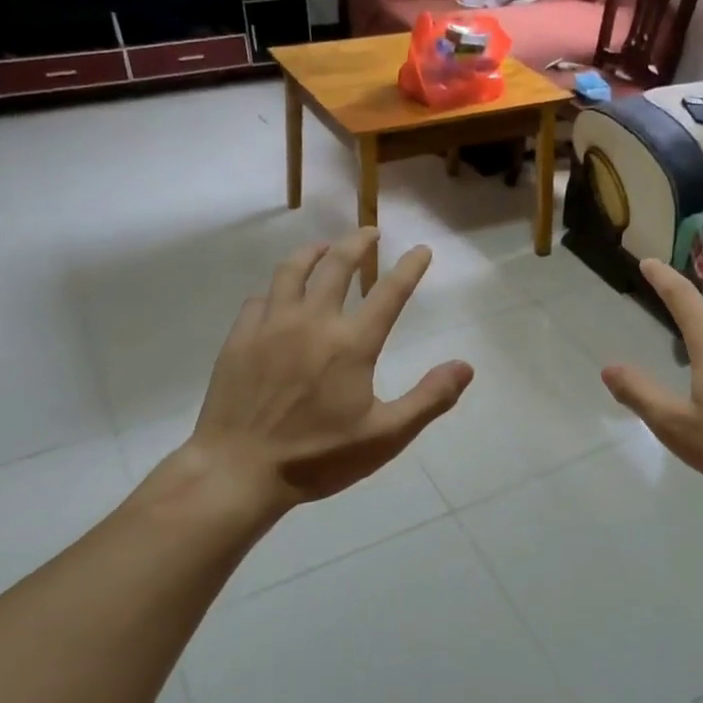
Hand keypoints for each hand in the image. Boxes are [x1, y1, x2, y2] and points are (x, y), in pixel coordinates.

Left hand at [175, 228, 472, 517]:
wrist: (238, 470)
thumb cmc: (317, 457)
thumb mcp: (385, 437)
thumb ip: (429, 398)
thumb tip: (465, 367)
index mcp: (352, 344)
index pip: (389, 292)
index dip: (409, 267)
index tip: (422, 249)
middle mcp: (312, 321)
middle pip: (337, 265)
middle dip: (358, 243)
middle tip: (370, 231)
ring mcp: (271, 326)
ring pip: (292, 271)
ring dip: (313, 252)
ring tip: (324, 248)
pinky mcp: (240, 338)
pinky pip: (260, 298)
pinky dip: (277, 289)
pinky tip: (279, 296)